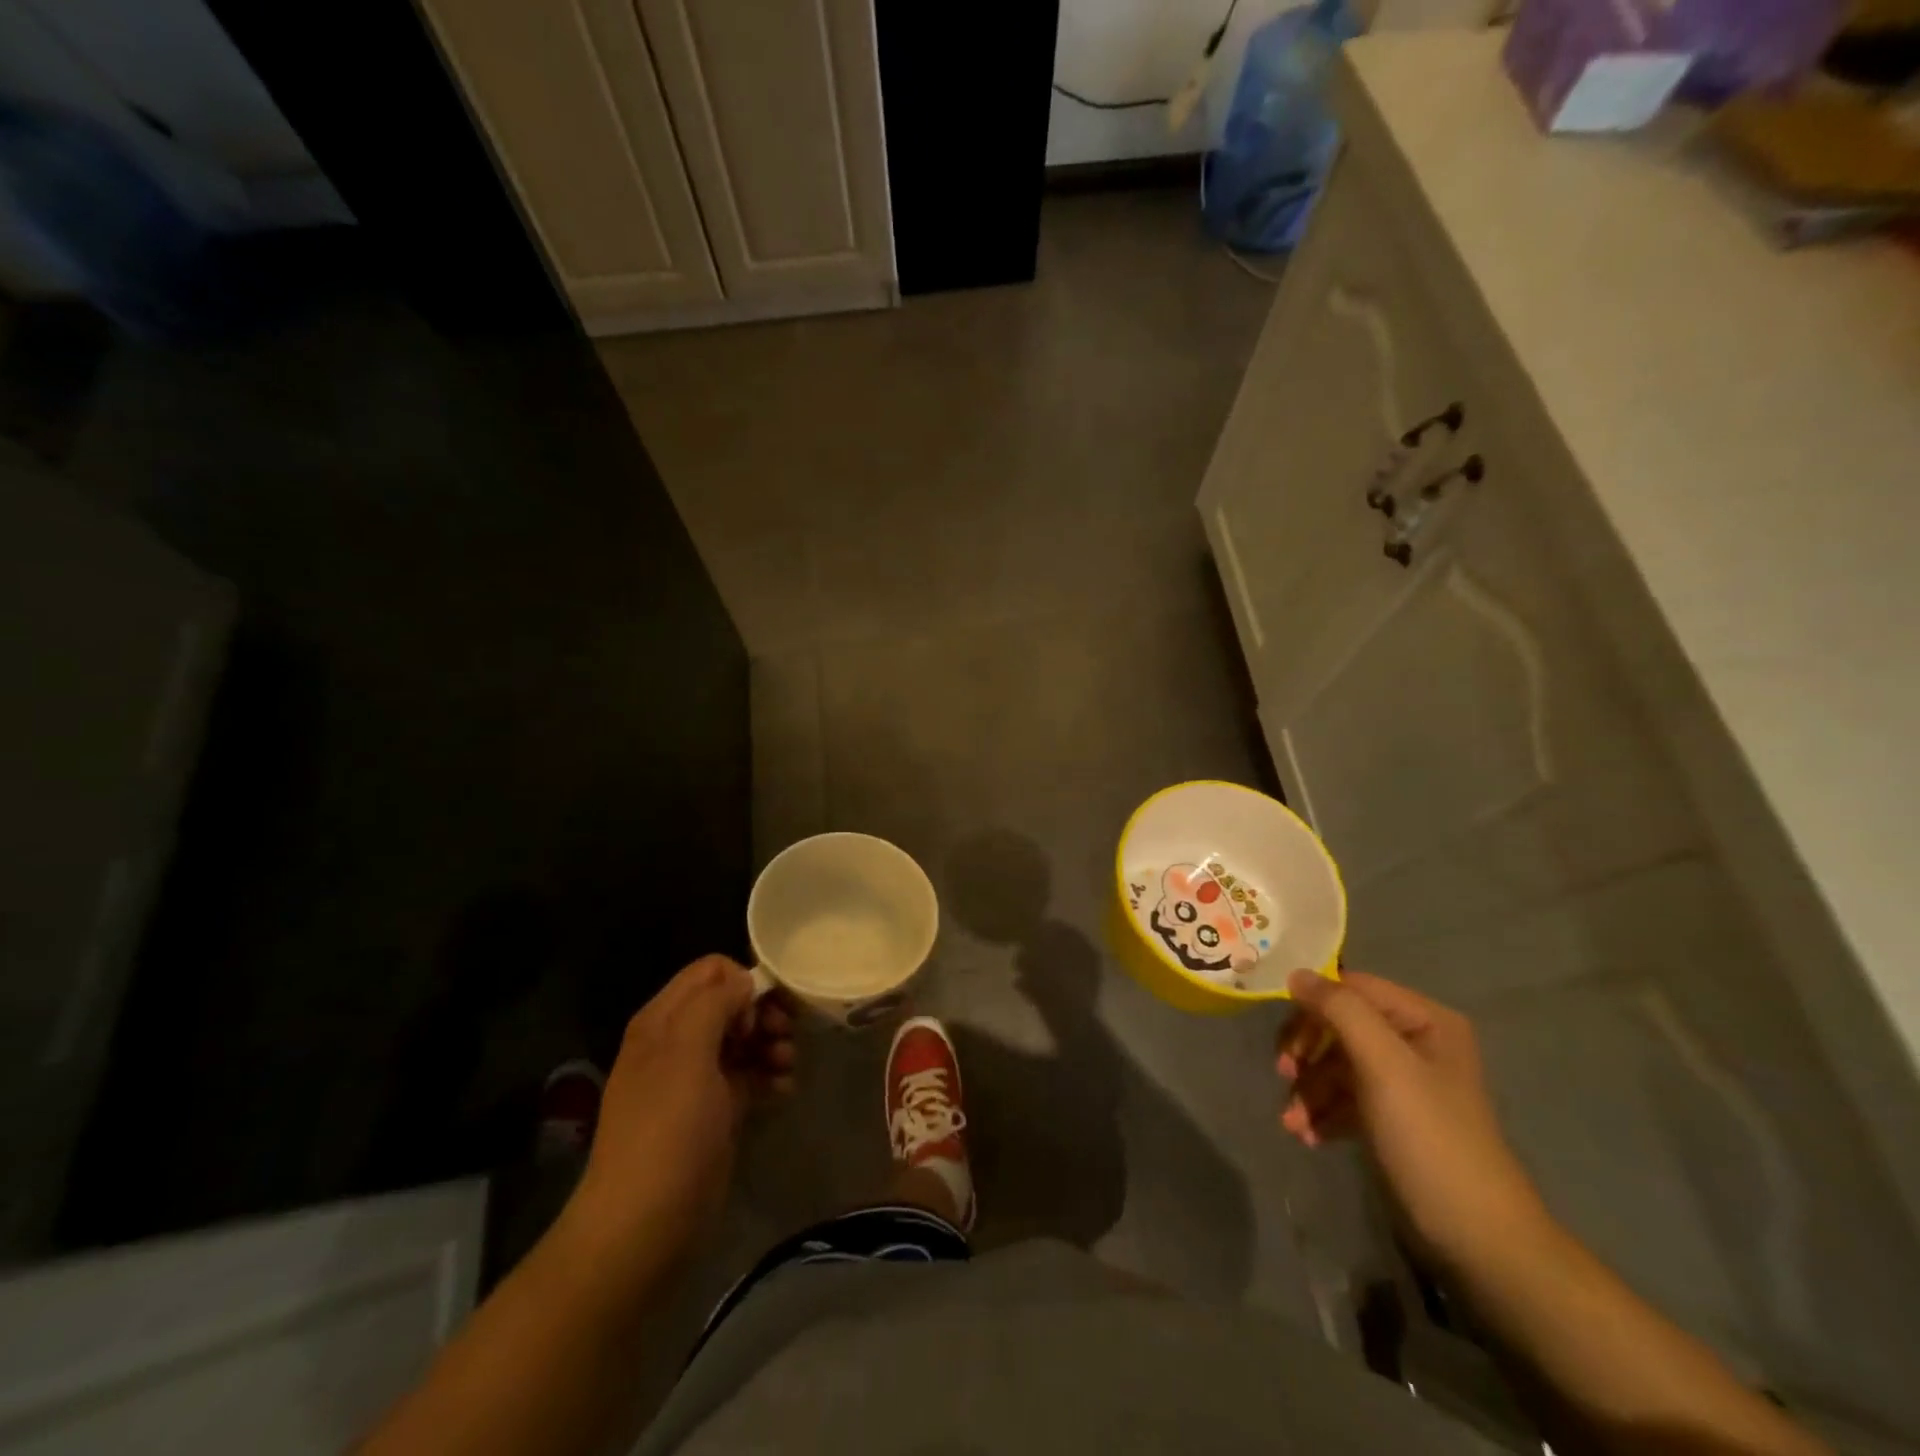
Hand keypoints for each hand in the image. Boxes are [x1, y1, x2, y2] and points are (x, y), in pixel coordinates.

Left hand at [565, 955, 796, 1289]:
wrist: (645, 1224)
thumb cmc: (668, 1129)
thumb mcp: (687, 1052)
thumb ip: (715, 1004)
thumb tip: (745, 981)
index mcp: (663, 1020)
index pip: (710, 971)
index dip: (742, 982)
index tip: (761, 1013)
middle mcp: (678, 1041)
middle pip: (731, 1003)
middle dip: (763, 1013)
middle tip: (785, 1036)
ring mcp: (696, 1078)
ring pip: (744, 1038)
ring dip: (772, 1044)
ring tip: (789, 1065)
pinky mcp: (715, 1111)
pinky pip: (749, 1075)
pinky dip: (769, 1075)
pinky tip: (785, 1090)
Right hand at [1276, 970, 1548, 1273]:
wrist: (1479, 1241)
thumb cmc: (1430, 1139)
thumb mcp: (1384, 1065)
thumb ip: (1340, 1011)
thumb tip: (1296, 973)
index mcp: (1425, 1020)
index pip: (1351, 988)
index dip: (1312, 1006)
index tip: (1285, 1040)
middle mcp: (1415, 1042)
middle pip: (1339, 1026)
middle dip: (1307, 1053)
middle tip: (1283, 1075)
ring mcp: (1404, 1082)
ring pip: (1337, 1064)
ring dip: (1309, 1089)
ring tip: (1292, 1123)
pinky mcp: (1393, 1118)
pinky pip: (1346, 1097)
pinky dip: (1323, 1112)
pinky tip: (1308, 1136)